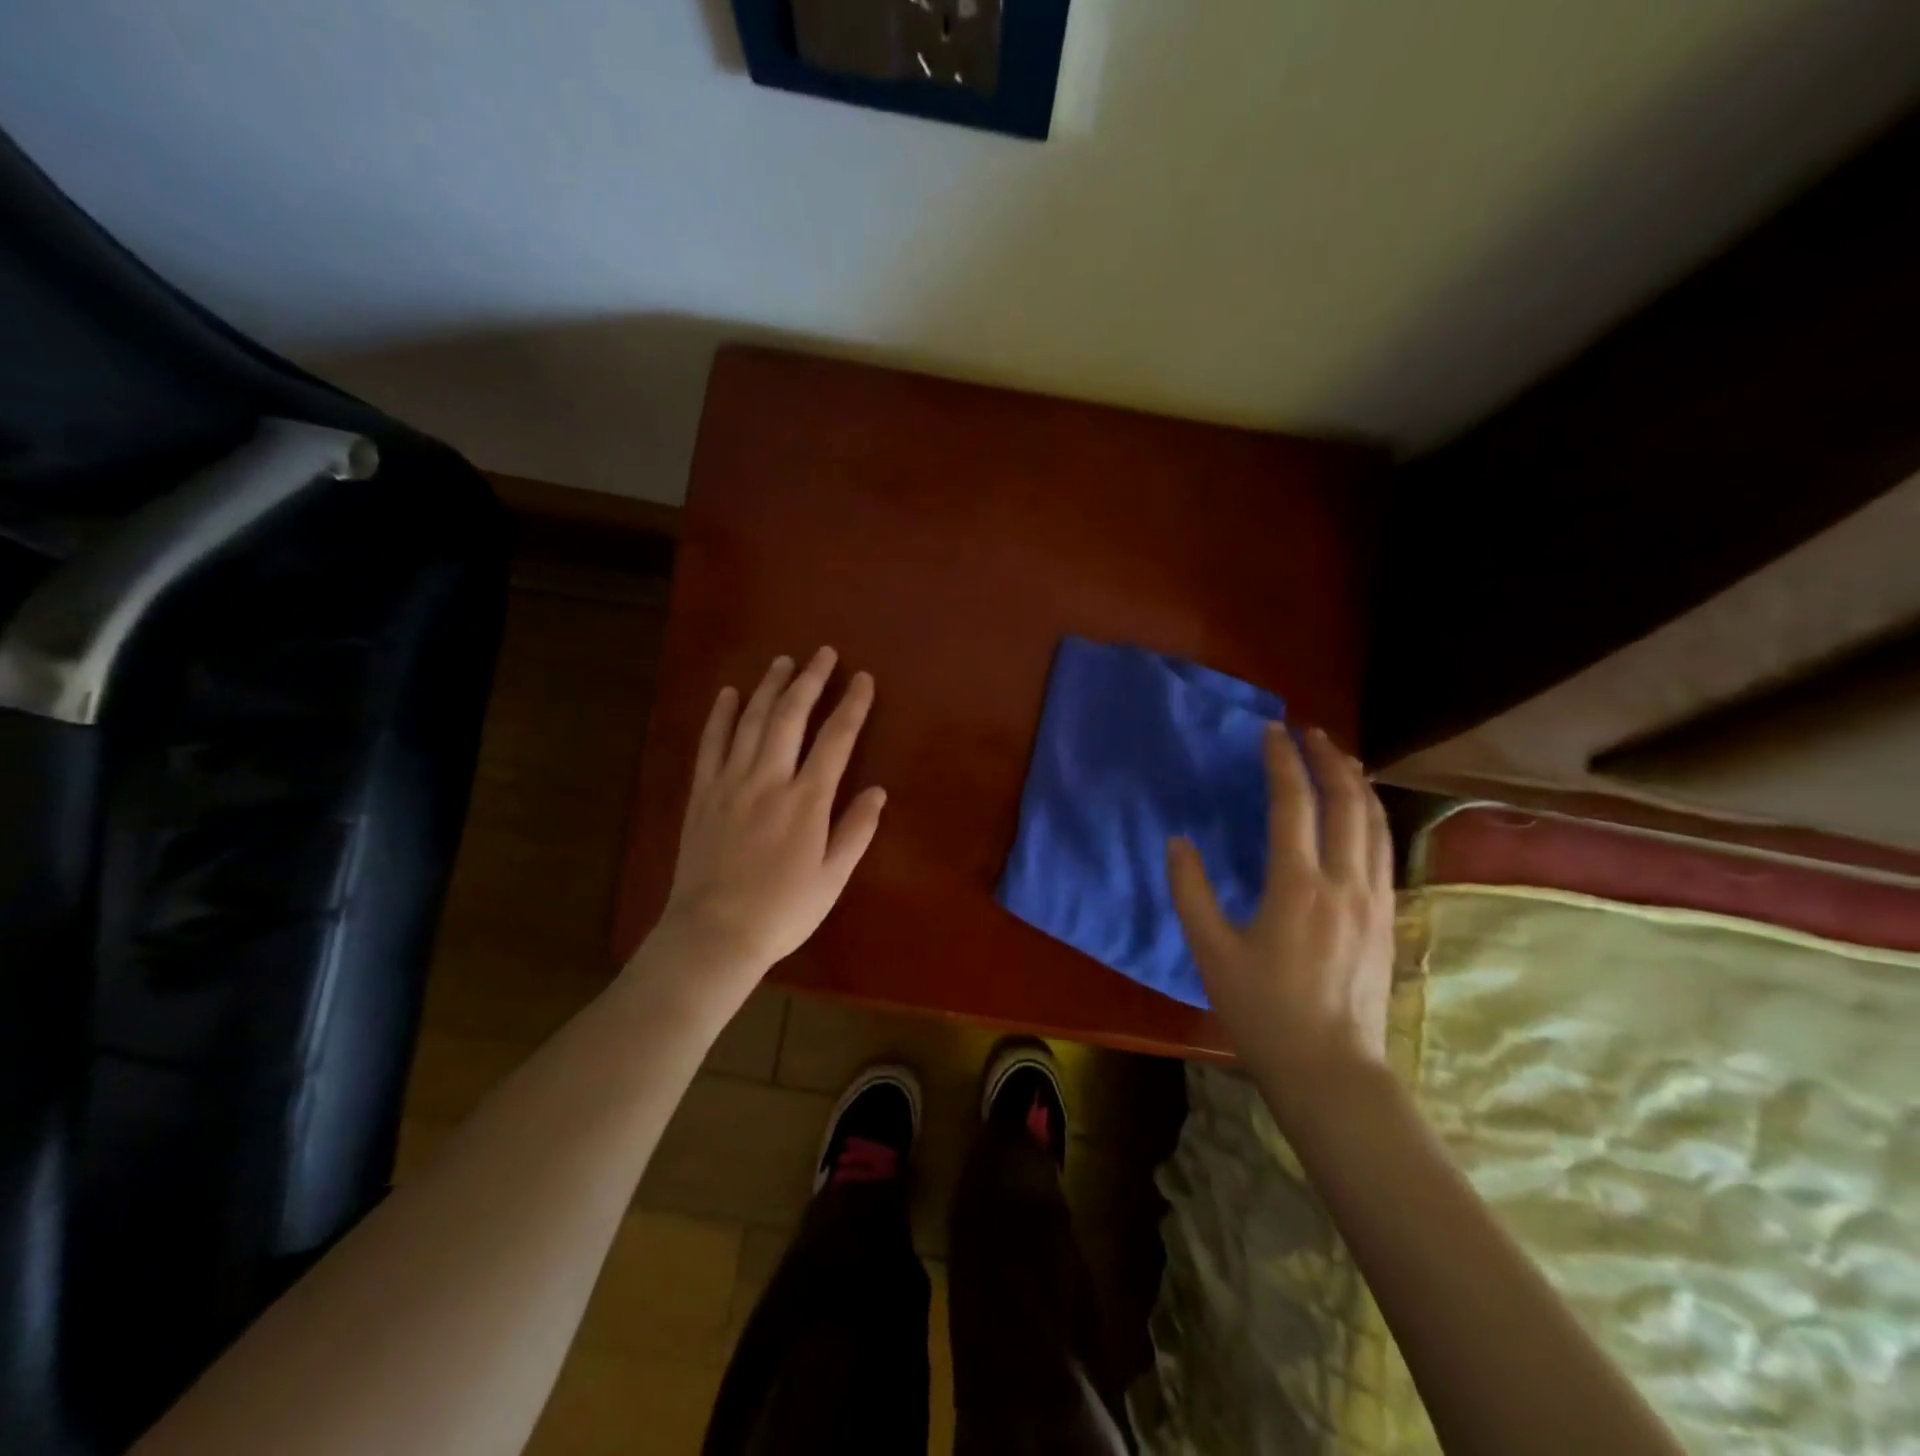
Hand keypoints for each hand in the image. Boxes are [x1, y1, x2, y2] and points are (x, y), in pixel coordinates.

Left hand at [656, 648, 885, 987]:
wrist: (714, 934)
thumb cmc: (782, 911)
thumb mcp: (832, 878)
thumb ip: (856, 831)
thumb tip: (878, 791)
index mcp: (806, 801)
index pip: (836, 740)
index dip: (852, 705)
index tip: (863, 679)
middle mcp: (768, 780)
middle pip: (790, 717)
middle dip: (810, 681)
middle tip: (823, 653)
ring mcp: (730, 783)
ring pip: (751, 721)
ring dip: (768, 687)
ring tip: (784, 662)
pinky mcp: (703, 793)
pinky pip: (711, 744)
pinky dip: (721, 715)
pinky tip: (729, 694)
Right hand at [1167, 725, 1394, 1130]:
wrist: (1332, 1070)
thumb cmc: (1263, 1011)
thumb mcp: (1211, 952)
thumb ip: (1191, 891)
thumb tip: (1178, 842)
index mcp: (1297, 886)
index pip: (1293, 804)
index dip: (1282, 762)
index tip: (1272, 730)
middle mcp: (1344, 882)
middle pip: (1346, 802)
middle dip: (1329, 759)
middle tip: (1311, 731)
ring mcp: (1373, 899)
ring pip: (1375, 823)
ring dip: (1357, 782)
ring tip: (1341, 758)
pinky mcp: (1386, 917)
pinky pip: (1385, 849)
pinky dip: (1372, 816)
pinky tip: (1362, 813)